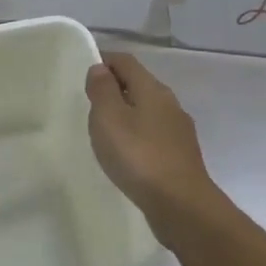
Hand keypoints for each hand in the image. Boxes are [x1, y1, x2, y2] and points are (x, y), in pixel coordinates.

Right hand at [85, 52, 217, 228]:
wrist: (180, 204)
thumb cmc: (138, 156)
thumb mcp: (109, 118)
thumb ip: (102, 89)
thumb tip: (101, 68)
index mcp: (152, 89)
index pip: (126, 61)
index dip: (104, 61)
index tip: (83, 74)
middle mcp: (170, 104)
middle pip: (139, 84)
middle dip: (114, 88)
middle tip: (90, 104)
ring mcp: (179, 130)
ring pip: (147, 110)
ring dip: (126, 113)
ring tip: (105, 131)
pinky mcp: (181, 155)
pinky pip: (154, 134)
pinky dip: (137, 135)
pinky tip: (126, 154)